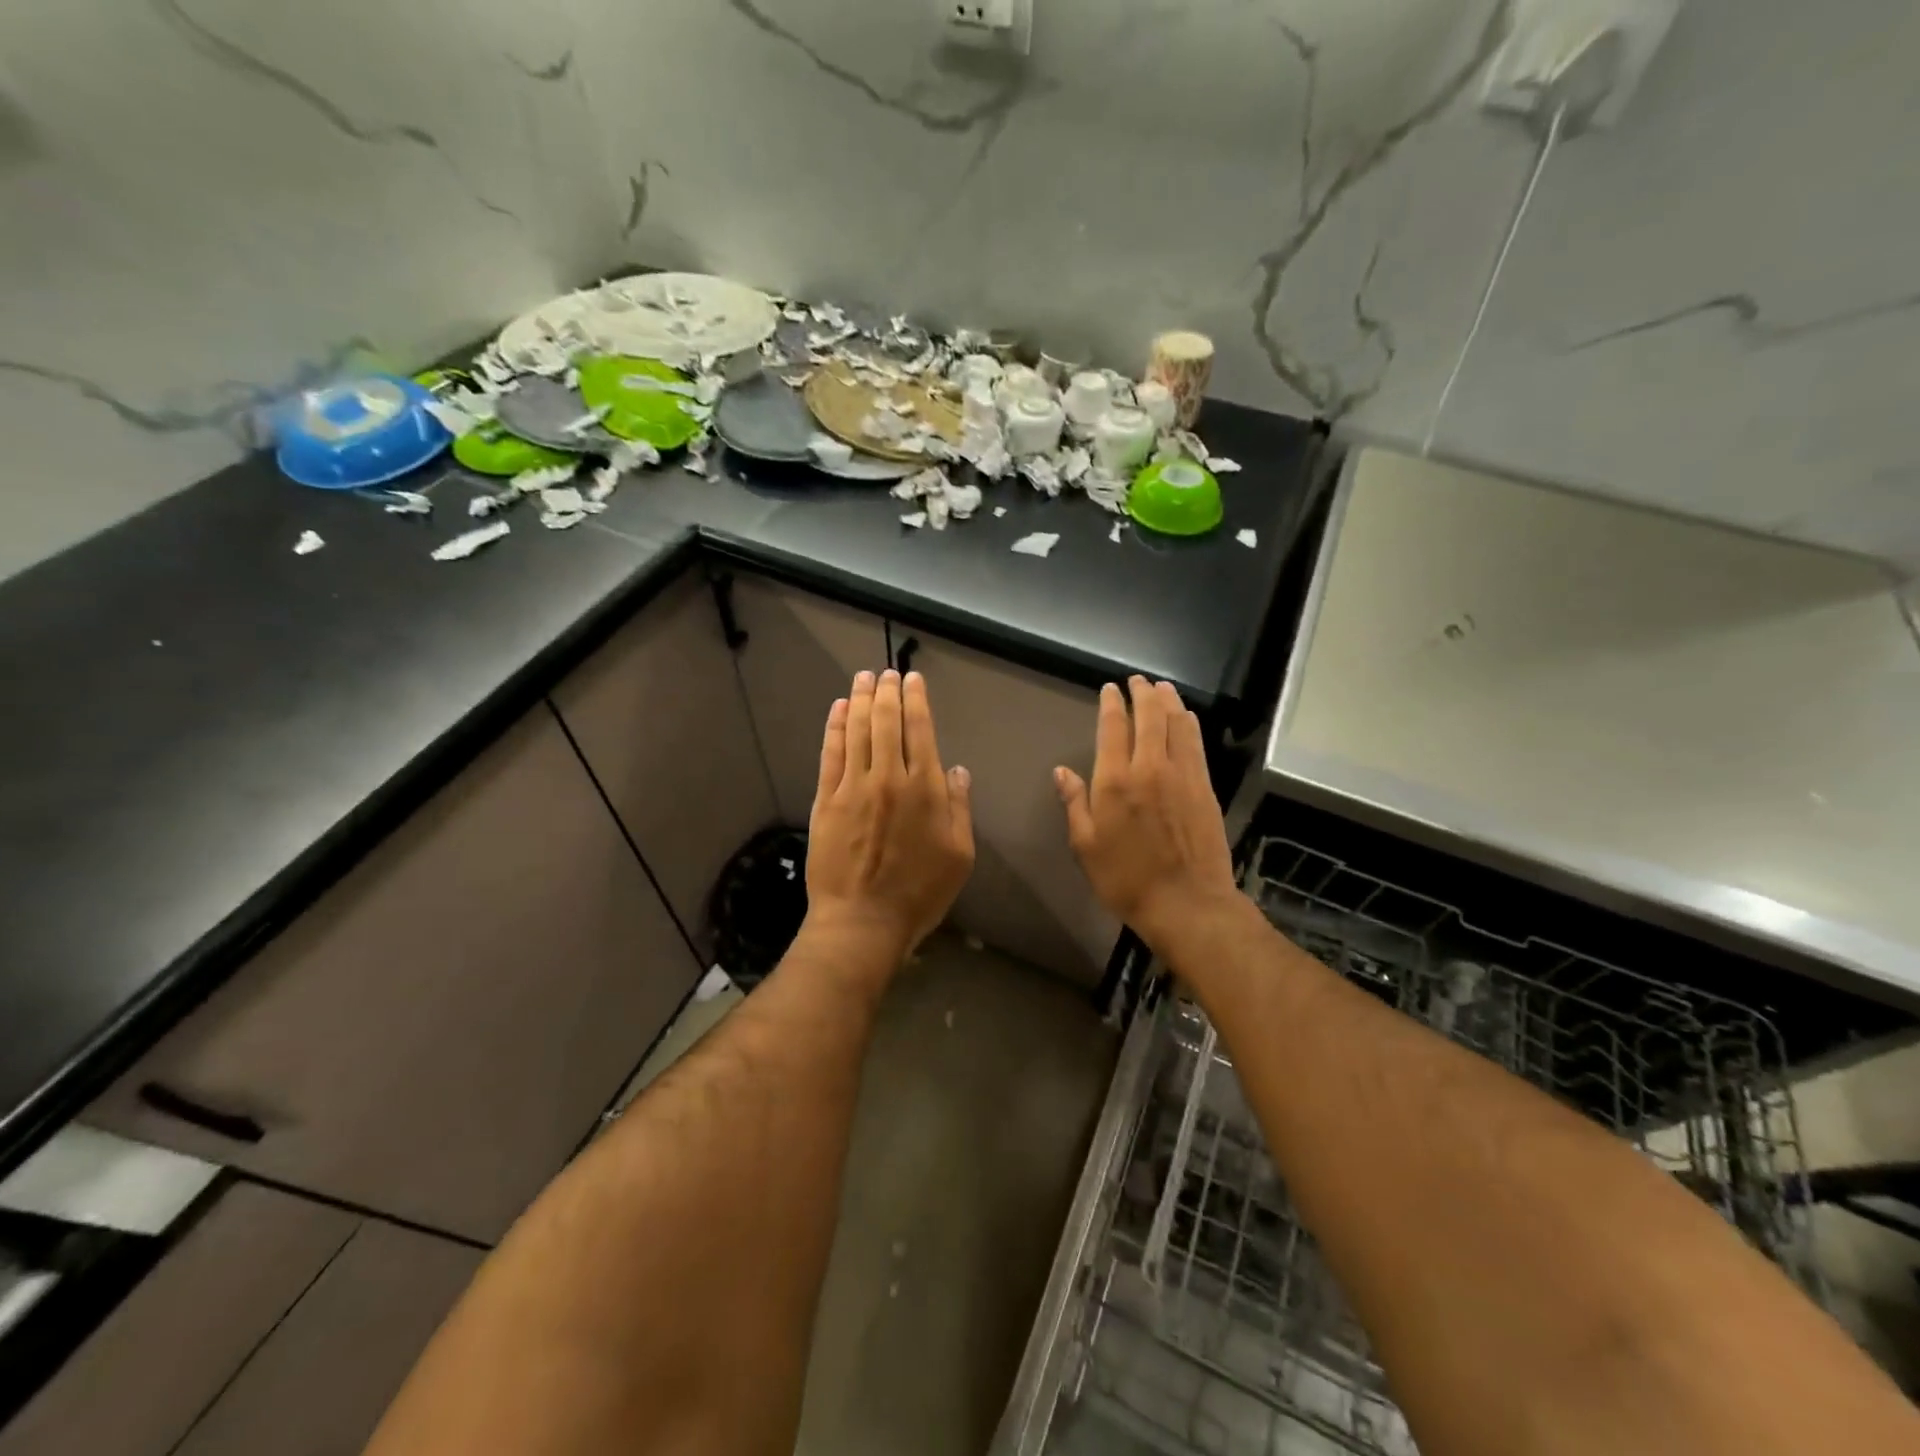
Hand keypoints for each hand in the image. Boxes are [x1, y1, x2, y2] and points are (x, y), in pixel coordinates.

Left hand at [805, 669, 974, 964]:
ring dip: (860, 699)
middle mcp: (889, 777)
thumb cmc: (919, 894)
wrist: (862, 922)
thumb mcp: (959, 855)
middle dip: (887, 691)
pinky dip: (835, 727)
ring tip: (864, 678)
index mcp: (925, 789)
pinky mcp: (826, 800)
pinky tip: (838, 709)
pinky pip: (831, 753)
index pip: (920, 730)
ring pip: (857, 730)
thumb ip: (959, 808)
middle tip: (887, 672)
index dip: (917, 700)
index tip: (913, 680)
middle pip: (887, 722)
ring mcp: (853, 786)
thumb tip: (956, 769)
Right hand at [1055, 677, 1237, 951]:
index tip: (1110, 689)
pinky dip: (1189, 725)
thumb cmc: (1126, 879)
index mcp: (1115, 781)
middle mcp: (1149, 768)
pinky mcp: (1204, 787)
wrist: (1186, 904)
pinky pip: (1195, 745)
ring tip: (1162, 687)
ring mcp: (1182, 776)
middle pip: (1149, 717)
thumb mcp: (1086, 846)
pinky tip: (1187, 717)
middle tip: (1137, 680)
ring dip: (1169, 701)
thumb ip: (1075, 804)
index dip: (1112, 704)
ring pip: (1176, 725)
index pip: (1113, 728)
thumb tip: (1061, 772)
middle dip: (1142, 694)